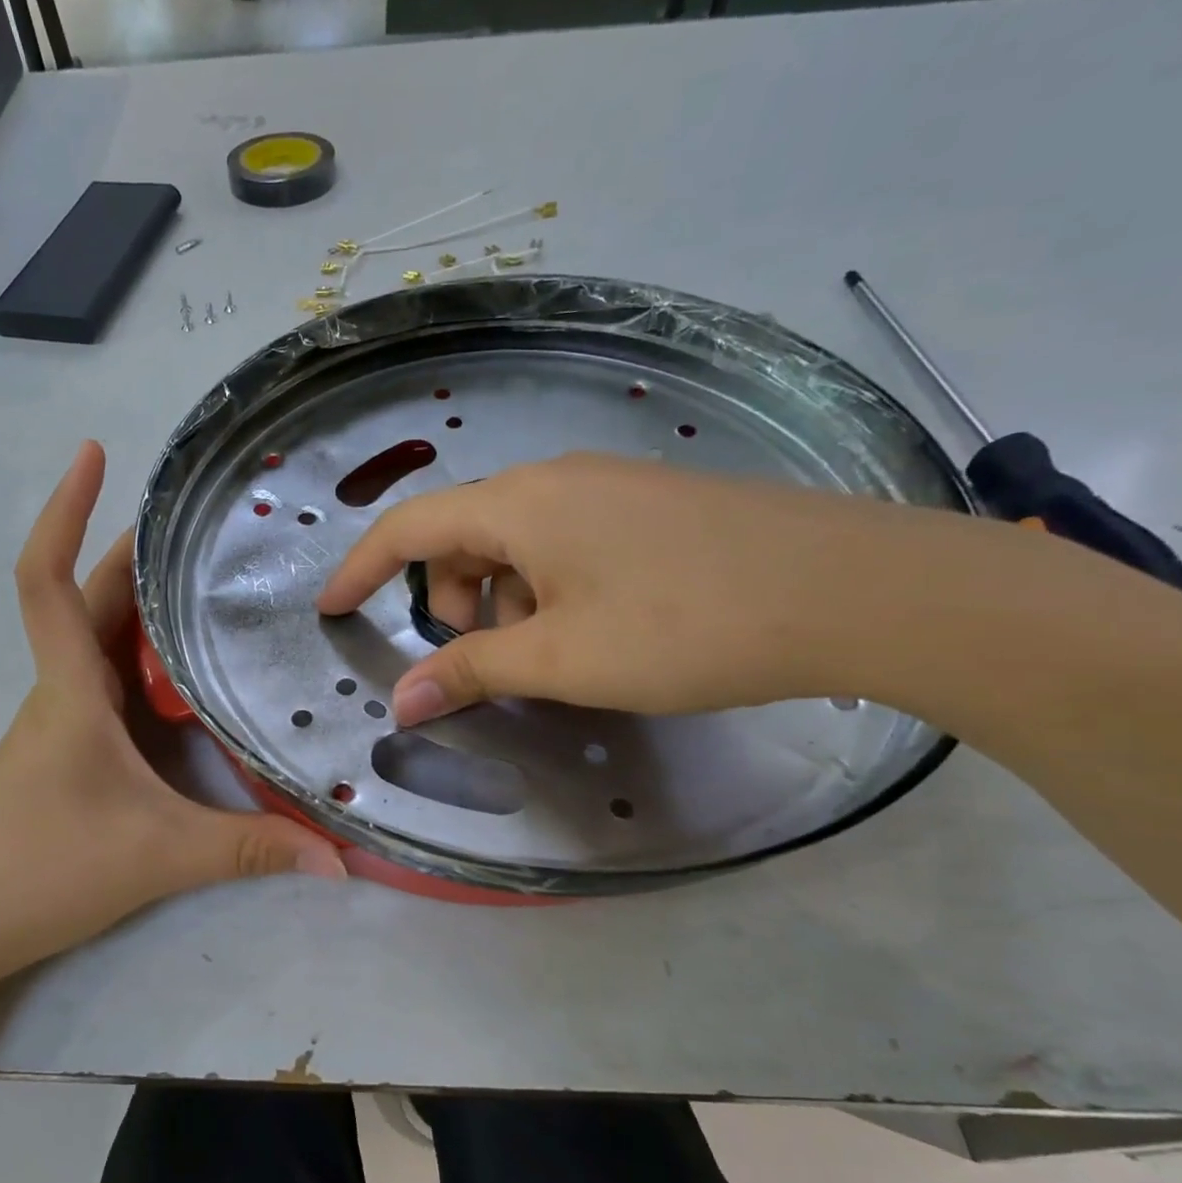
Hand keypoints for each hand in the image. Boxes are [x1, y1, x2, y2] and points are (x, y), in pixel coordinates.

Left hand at [0, 442, 345, 984]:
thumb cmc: (40, 870)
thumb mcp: (158, 855)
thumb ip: (249, 850)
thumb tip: (338, 858)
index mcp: (70, 689)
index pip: (48, 578)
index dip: (64, 510)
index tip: (93, 455)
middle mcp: (62, 691)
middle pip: (93, 599)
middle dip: (138, 552)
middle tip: (206, 527)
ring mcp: (59, 722)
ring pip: (102, 641)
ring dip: (142, 604)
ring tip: (210, 585)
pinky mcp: (66, 753)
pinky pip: (108, 684)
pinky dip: (143, 661)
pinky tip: (185, 677)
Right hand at [316, 452, 966, 724]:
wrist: (851, 590)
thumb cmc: (684, 624)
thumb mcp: (560, 658)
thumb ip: (470, 672)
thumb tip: (401, 702)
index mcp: (518, 504)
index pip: (408, 528)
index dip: (360, 570)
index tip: (331, 609)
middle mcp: (554, 479)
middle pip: (463, 537)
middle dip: (450, 602)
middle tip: (483, 662)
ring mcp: (606, 487)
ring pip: (516, 544)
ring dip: (505, 602)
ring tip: (551, 656)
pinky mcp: (647, 506)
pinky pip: (564, 544)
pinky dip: (549, 589)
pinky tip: (595, 631)